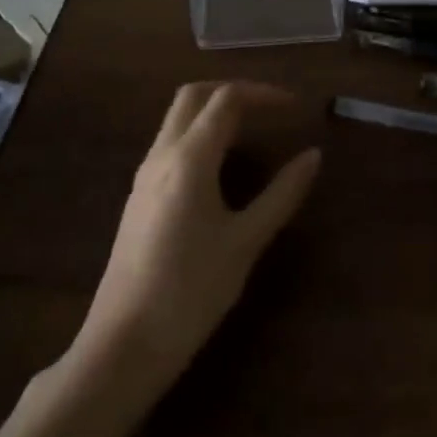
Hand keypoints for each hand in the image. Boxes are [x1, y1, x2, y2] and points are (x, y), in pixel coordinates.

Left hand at [72, 82, 321, 383]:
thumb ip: (282, 194)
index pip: (227, 99)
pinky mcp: (138, 196)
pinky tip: (220, 166)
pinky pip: (170, 142)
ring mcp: (145, 175)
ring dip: (214, 110)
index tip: (295, 107)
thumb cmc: (191, 292)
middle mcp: (162, 155)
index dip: (263, 94)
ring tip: (251, 132)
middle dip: (233, 90)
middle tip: (269, 108)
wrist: (123, 345)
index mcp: (190, 158)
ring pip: (177, 118)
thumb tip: (313, 156)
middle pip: (194, 95)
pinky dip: (199, 134)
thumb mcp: (246, 242)